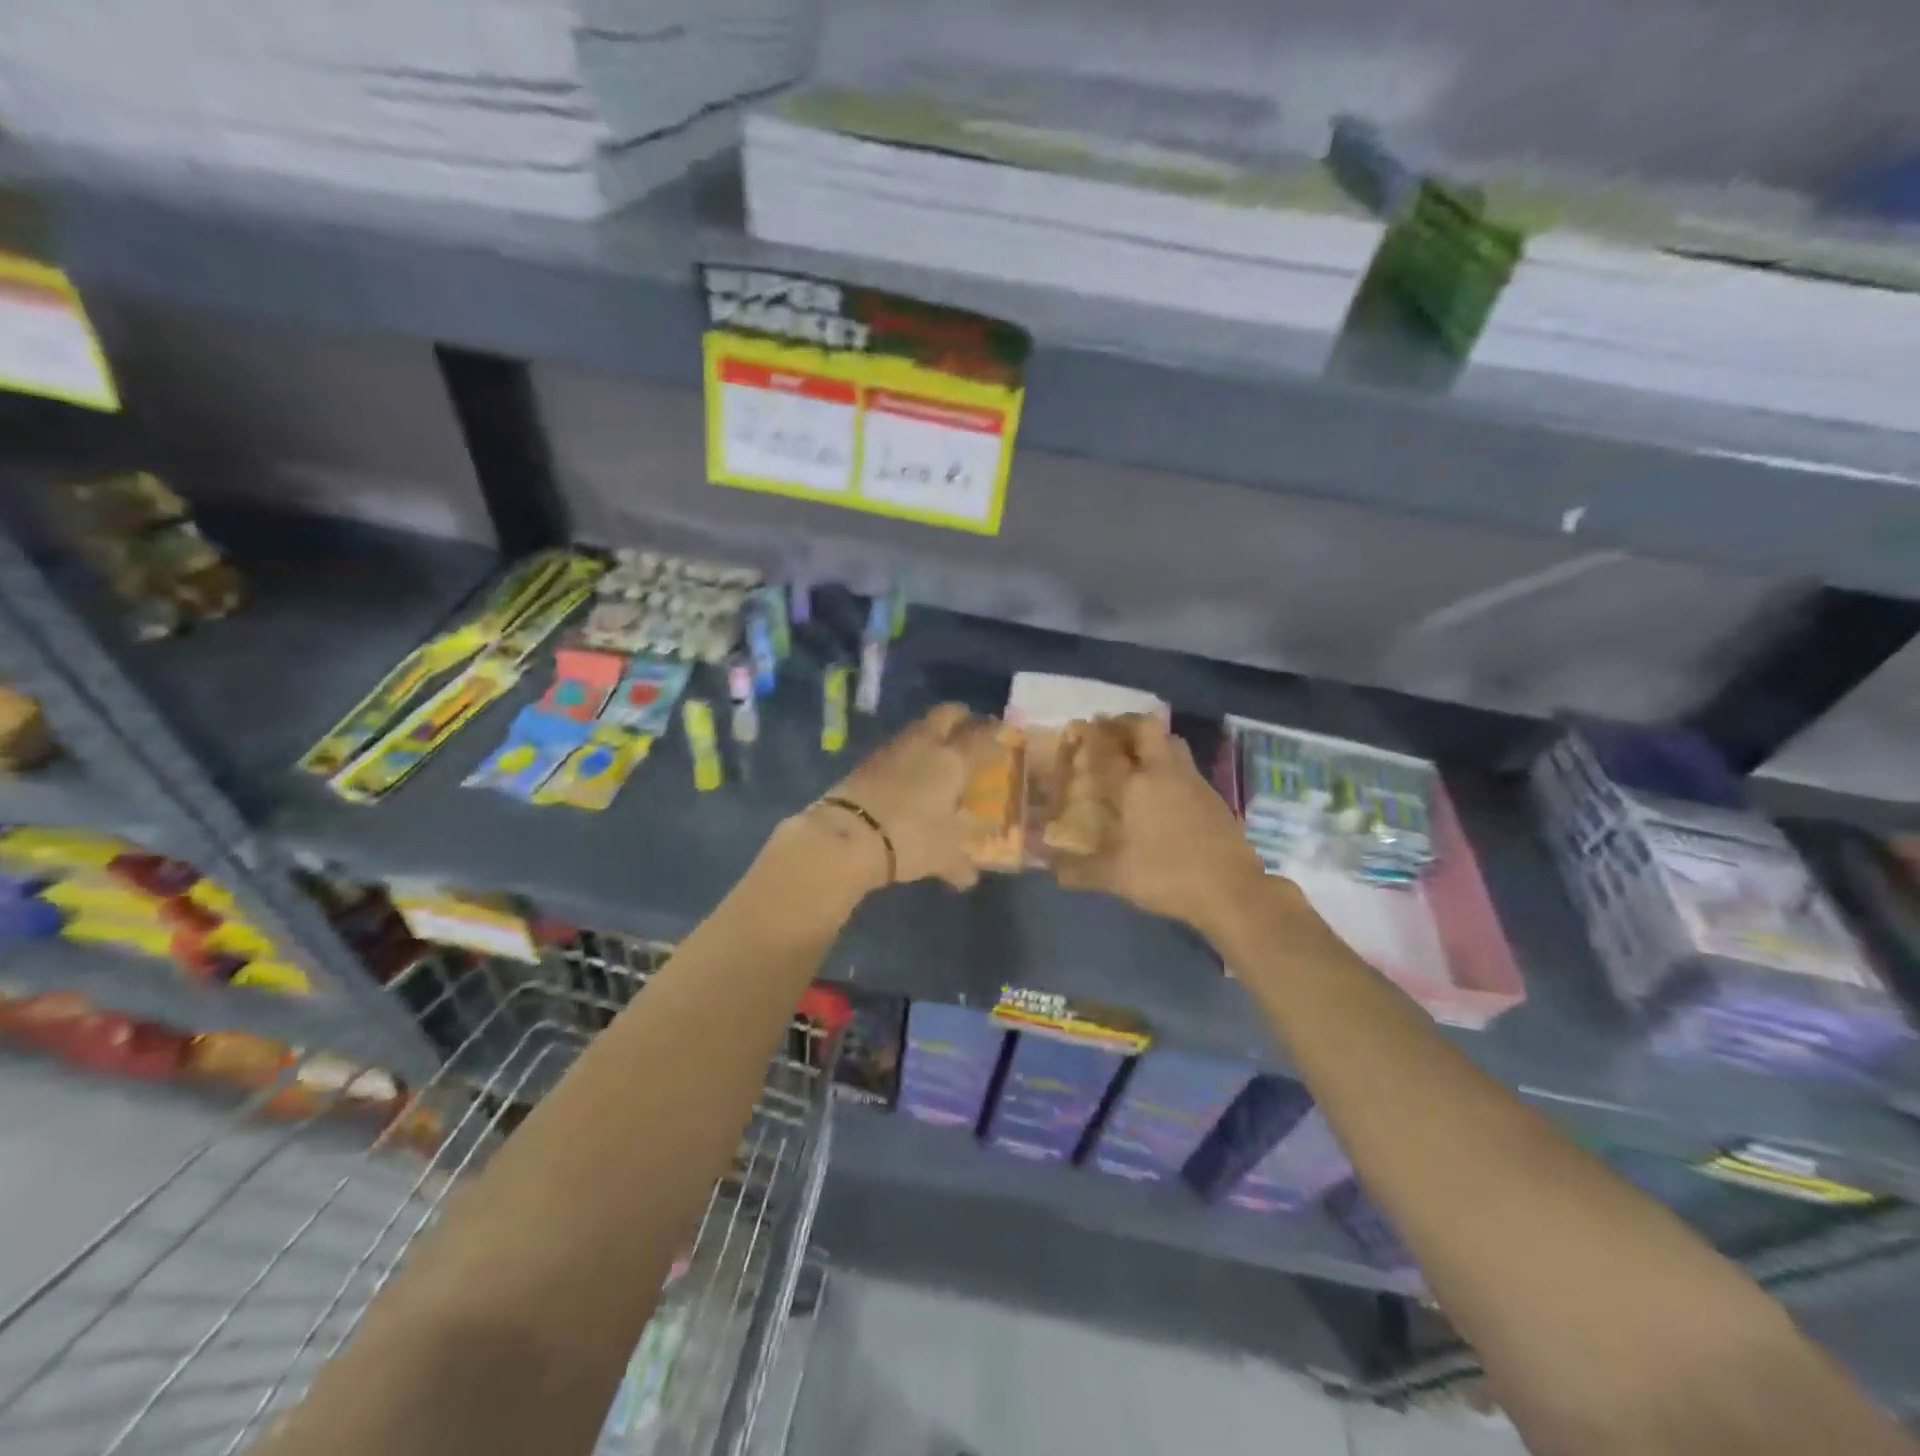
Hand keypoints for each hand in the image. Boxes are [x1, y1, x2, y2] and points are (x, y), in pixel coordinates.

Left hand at [810, 703, 999, 890]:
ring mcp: (893, 749)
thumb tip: (969, 878)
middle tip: (970, 725)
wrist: (849, 835)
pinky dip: (907, 754)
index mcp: (953, 762)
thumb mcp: (944, 857)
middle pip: (947, 714)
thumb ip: (961, 865)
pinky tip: (908, 772)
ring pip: (918, 727)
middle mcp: (925, 746)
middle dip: (961, 716)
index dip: (996, 734)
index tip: (1004, 736)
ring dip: (931, 733)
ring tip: (938, 751)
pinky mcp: (867, 761)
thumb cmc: (911, 838)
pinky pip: (896, 748)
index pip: (983, 737)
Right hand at [1051, 715, 1269, 937]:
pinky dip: (1166, 762)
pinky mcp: (1211, 794)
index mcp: (1135, 785)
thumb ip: (1078, 870)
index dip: (1089, 736)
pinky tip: (1159, 787)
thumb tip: (1048, 867)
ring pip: (1169, 741)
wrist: (1232, 889)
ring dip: (1149, 739)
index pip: (1106, 750)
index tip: (1076, 730)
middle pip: (1144, 727)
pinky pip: (1183, 763)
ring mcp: (1191, 780)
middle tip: (1106, 732)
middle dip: (1123, 723)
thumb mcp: (1116, 877)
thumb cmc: (1167, 876)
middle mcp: (1163, 771)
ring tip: (1132, 754)